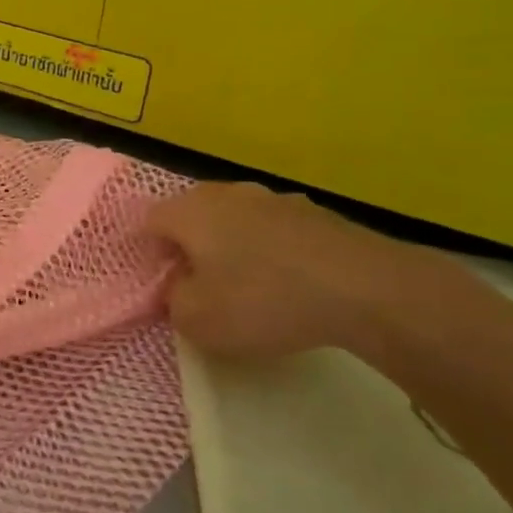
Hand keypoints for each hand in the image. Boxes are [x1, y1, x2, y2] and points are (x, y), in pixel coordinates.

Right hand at [145, 183, 421, 360]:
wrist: (364, 289)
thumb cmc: (262, 300)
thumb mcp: (196, 319)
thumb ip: (173, 301)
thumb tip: (180, 287)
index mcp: (190, 211)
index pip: (149, 220)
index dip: (148, 252)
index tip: (160, 283)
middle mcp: (227, 193)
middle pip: (192, 214)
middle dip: (189, 245)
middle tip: (196, 283)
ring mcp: (275, 198)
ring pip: (235, 219)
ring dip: (231, 245)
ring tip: (244, 284)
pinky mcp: (315, 214)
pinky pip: (274, 231)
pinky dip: (270, 251)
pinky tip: (287, 283)